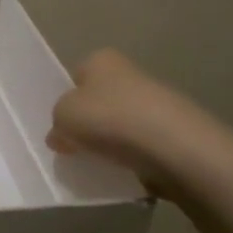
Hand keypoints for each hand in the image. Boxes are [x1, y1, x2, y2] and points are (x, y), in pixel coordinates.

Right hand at [47, 49, 205, 199]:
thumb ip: (56, 124)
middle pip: (100, 100)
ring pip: (122, 124)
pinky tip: (126, 172)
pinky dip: (134, 158)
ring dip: (112, 142)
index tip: (61, 124)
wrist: (175, 149)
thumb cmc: (109, 119)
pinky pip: (143, 146)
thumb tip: (61, 136)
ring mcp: (158, 103)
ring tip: (100, 164)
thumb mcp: (63, 117)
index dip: (66, 99)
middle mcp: (132, 74)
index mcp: (102, 60)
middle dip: (90, 122)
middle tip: (75, 147)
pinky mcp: (176, 133)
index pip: (76, 76)